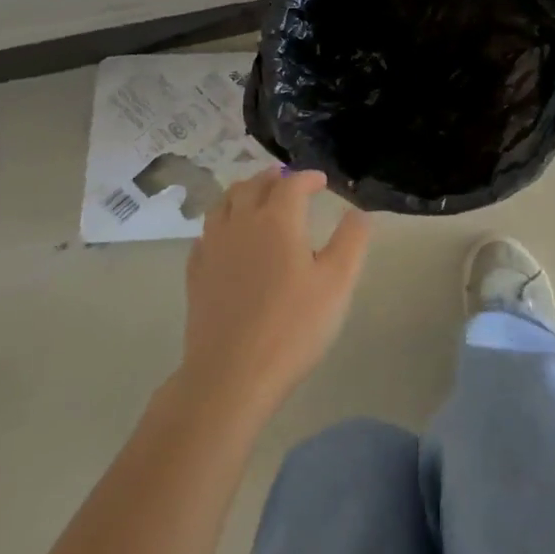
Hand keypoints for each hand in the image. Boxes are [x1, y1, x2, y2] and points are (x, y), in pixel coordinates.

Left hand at [182, 170, 370, 412]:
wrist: (230, 376)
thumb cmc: (292, 326)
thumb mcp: (337, 283)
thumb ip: (351, 241)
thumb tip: (358, 212)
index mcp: (277, 220)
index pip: (291, 183)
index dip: (307, 177)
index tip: (321, 182)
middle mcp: (241, 224)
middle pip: (252, 186)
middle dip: (272, 178)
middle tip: (287, 181)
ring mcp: (213, 249)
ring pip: (223, 204)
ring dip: (242, 193)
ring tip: (255, 197)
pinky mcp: (196, 275)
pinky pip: (206, 234)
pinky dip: (221, 223)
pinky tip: (227, 237)